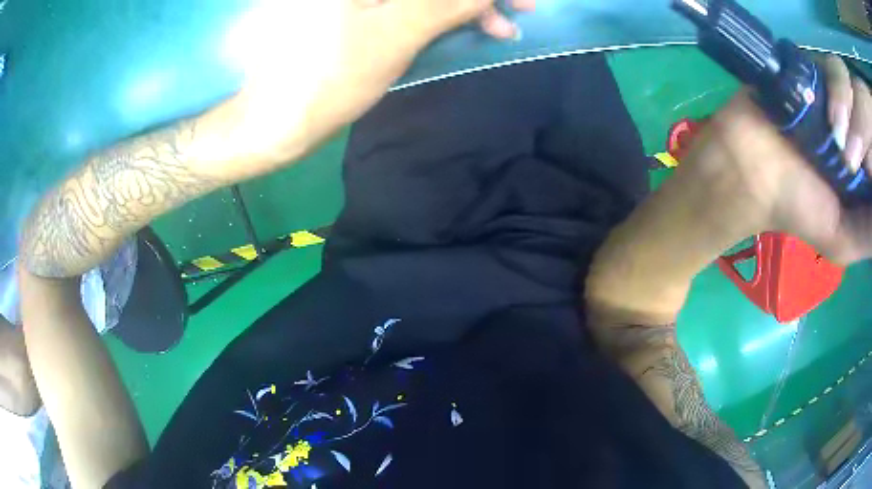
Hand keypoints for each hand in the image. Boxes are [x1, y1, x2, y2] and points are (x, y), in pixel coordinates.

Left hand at [209, 0, 534, 177]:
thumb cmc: (329, 79)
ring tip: (497, 28)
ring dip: (461, 5)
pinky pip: (406, 4)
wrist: (275, 120)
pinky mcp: (353, 10)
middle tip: (516, 12)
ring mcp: (354, 0)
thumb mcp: (396, 35)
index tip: (520, 2)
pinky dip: (438, 11)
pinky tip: (461, 24)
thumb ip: (446, 3)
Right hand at [676, 56, 871, 263]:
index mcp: (862, 164)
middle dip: (865, 129)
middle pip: (862, 108)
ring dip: (850, 107)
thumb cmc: (799, 209)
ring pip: (850, 83)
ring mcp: (833, 92)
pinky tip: (828, 111)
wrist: (749, 171)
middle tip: (852, 159)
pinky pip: (833, 66)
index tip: (868, 174)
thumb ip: (868, 232)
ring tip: (836, 135)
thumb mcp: (841, 241)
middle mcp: (852, 124)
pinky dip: (836, 86)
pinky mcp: (812, 68)